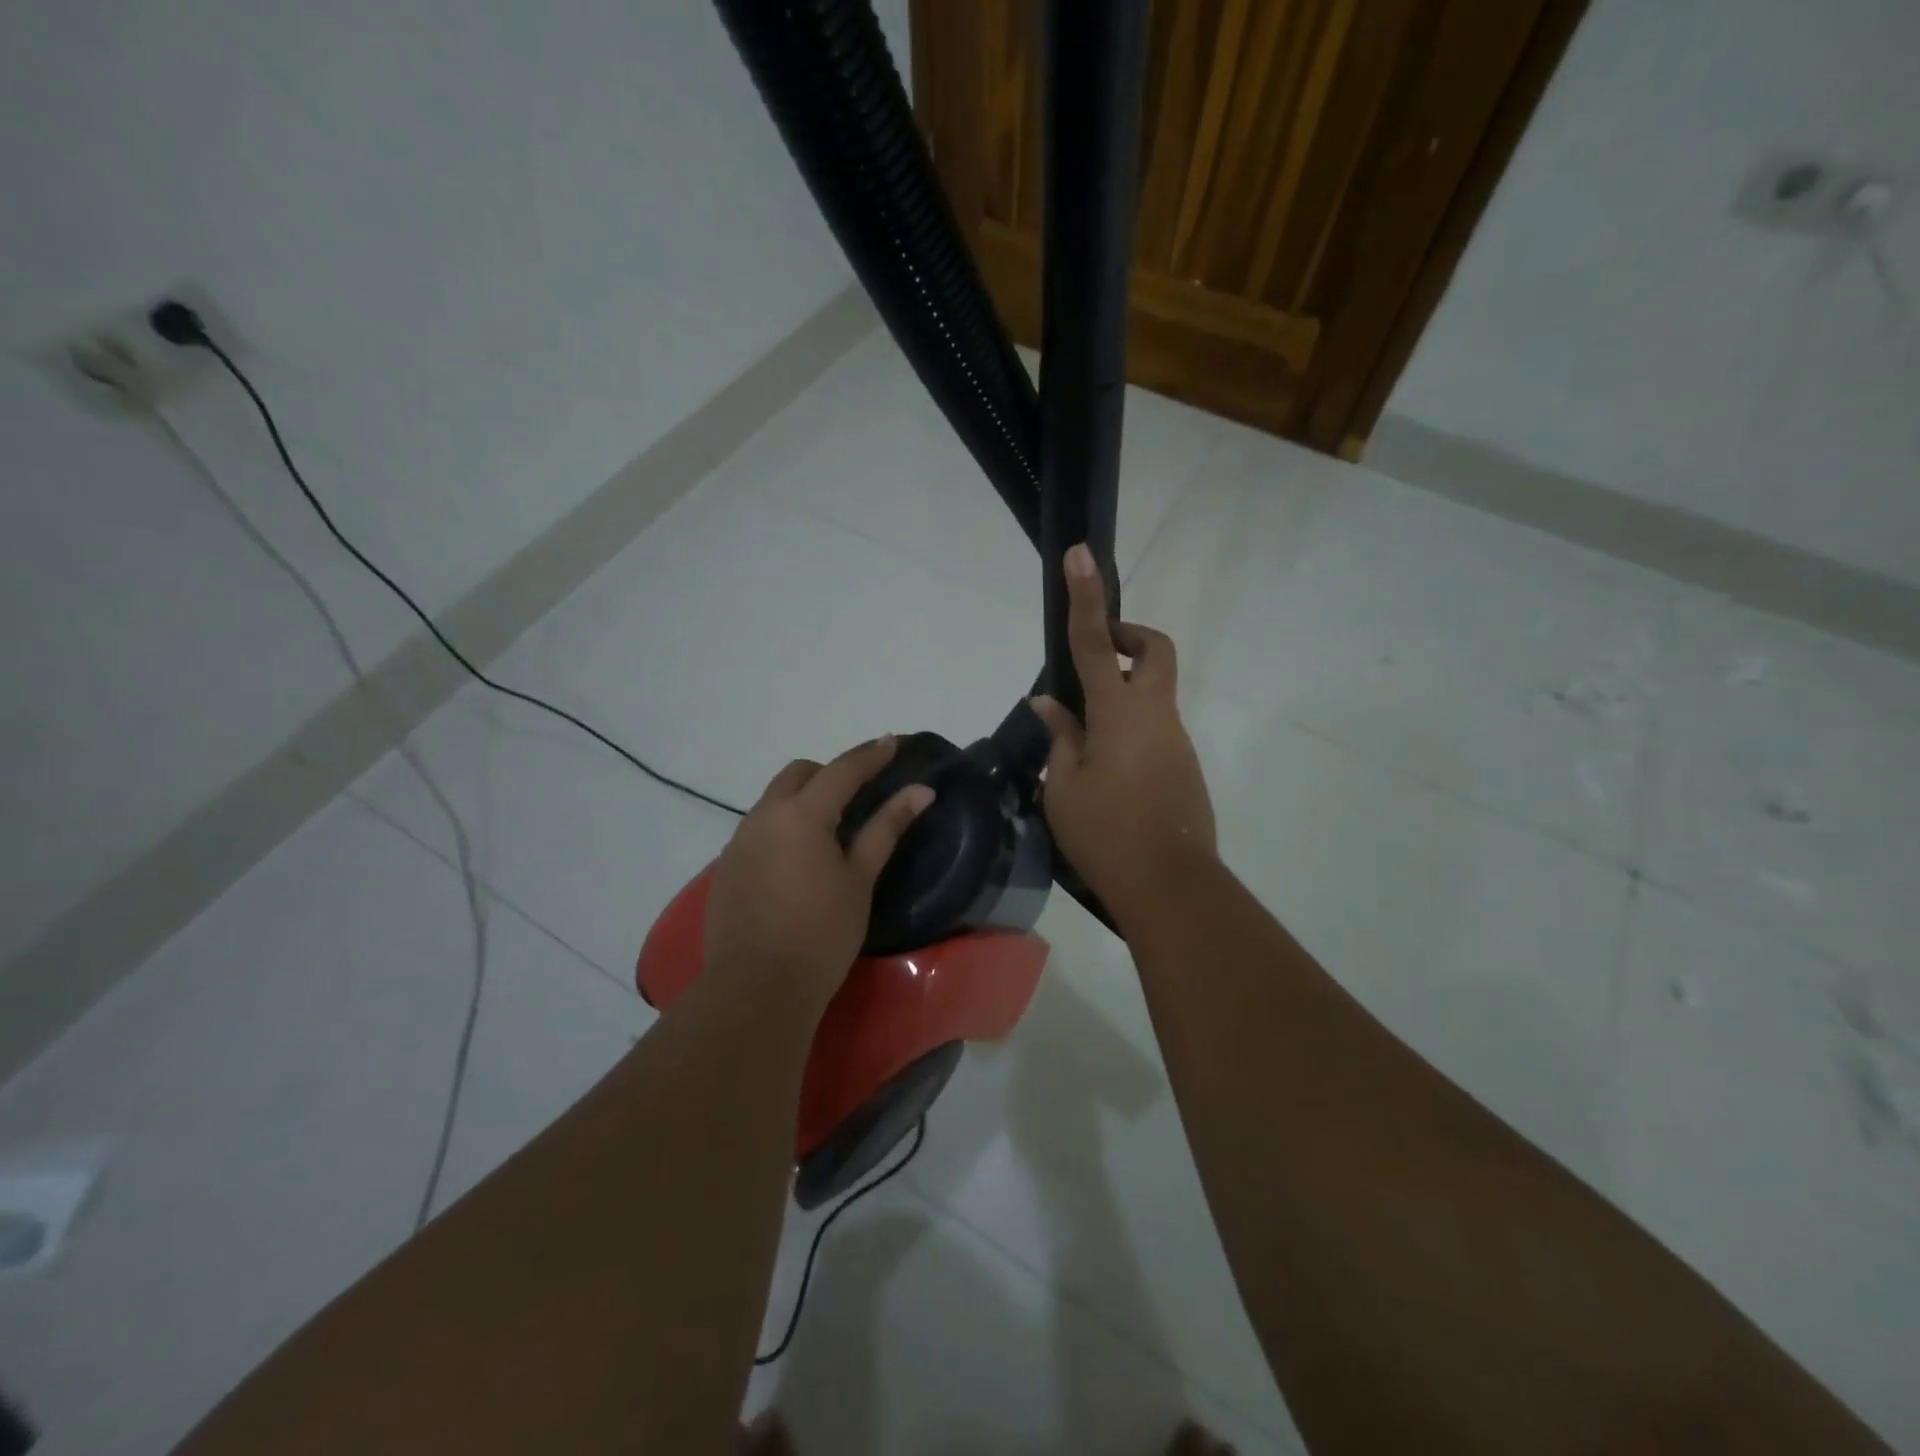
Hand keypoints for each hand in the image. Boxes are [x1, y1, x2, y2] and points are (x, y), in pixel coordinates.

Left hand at [703, 736, 934, 1009]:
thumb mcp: (860, 878)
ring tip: (830, 827)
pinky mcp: (726, 866)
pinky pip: (758, 827)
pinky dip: (783, 825)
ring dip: (803, 798)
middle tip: (860, 792)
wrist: (756, 987)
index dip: (871, 754)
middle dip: (831, 772)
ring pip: (774, 799)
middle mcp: (764, 815)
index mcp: (801, 814)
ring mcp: (739, 840)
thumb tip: (920, 791)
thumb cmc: (821, 933)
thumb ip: (886, 827)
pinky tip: (797, 859)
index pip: (843, 769)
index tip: (892, 742)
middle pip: (799, 774)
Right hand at [1031, 544, 1215, 913]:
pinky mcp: (1184, 764)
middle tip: (1099, 655)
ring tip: (1083, 742)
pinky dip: (1130, 730)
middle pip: (1154, 650)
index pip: (1097, 642)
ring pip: (1154, 693)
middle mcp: (1155, 715)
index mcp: (1119, 713)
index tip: (1081, 555)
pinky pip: (1155, 729)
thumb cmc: (1105, 835)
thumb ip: (1060, 738)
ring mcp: (1176, 739)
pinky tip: (1106, 774)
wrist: (1170, 886)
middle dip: (1130, 635)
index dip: (1086, 597)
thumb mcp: (1063, 787)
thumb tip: (1048, 704)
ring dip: (1122, 695)